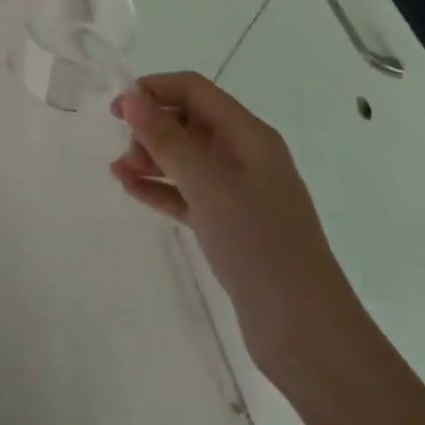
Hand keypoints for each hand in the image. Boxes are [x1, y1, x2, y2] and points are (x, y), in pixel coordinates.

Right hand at [110, 73, 372, 391]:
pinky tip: (131, 190)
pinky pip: (187, 193)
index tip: (117, 110)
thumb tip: (131, 96)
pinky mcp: (229, 227)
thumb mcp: (208, 185)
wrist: (307, 335)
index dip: (154, 90)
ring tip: (119, 172)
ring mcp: (239, 193)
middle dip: (151, 127)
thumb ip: (167, 138)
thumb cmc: (259, 245)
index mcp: (249, 135)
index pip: (194, 90)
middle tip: (125, 153)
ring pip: (185, 158)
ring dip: (151, 157)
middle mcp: (245, 156)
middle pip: (189, 120)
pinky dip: (160, 188)